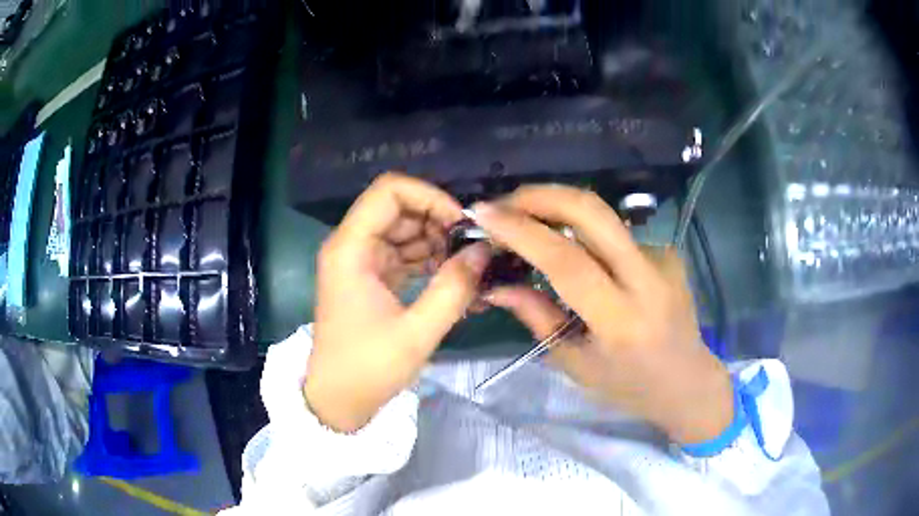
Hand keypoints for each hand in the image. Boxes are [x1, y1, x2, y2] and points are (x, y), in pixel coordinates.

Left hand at [305, 173, 490, 431]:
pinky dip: (427, 260)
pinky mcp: (370, 278)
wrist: (338, 400)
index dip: (429, 197)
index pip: (390, 190)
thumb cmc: (368, 368)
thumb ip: (453, 288)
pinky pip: (402, 253)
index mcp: (350, 249)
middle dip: (437, 222)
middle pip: (398, 208)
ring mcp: (360, 262)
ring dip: (436, 242)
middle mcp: (351, 246)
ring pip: (403, 230)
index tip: (461, 224)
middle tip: (470, 249)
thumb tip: (485, 251)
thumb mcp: (417, 332)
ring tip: (465, 268)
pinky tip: (451, 278)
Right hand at [473, 186, 732, 444]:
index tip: (484, 213)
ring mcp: (663, 258)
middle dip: (541, 195)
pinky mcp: (668, 250)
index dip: (521, 230)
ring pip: (602, 217)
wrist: (688, 381)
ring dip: (559, 213)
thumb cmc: (628, 385)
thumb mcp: (575, 364)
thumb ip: (536, 316)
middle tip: (504, 203)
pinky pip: (616, 234)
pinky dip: (587, 237)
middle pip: (592, 211)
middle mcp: (647, 279)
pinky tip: (580, 256)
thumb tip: (495, 284)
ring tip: (529, 225)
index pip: (567, 260)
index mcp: (621, 320)